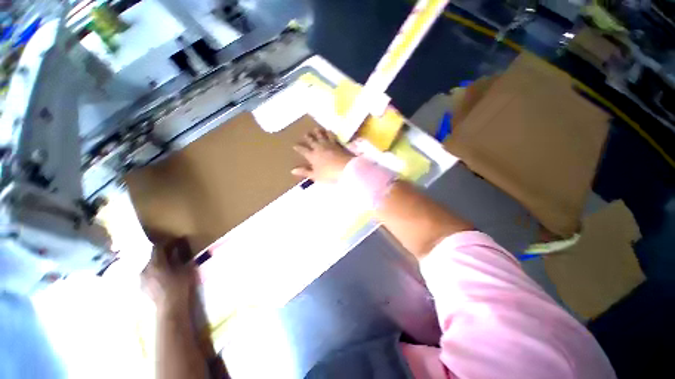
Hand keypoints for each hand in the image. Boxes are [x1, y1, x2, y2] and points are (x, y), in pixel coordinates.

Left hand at [141, 238, 197, 313]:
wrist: (170, 307)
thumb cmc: (179, 286)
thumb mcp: (184, 268)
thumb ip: (179, 256)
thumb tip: (178, 247)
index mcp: (154, 263)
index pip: (158, 247)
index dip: (168, 242)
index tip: (177, 240)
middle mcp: (144, 269)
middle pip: (152, 256)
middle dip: (163, 253)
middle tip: (174, 252)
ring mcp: (142, 279)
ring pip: (150, 265)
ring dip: (159, 262)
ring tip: (169, 264)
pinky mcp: (142, 287)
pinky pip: (149, 274)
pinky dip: (156, 271)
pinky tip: (164, 275)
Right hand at [292, 127, 353, 182]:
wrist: (345, 168)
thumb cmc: (329, 174)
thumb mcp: (315, 175)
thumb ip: (305, 172)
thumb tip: (293, 170)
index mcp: (312, 156)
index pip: (303, 150)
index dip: (299, 148)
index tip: (295, 145)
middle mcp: (319, 148)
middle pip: (312, 141)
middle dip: (308, 137)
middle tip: (305, 133)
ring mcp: (329, 145)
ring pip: (322, 136)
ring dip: (318, 132)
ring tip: (316, 128)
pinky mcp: (337, 144)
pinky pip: (332, 137)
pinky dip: (330, 133)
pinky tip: (330, 131)